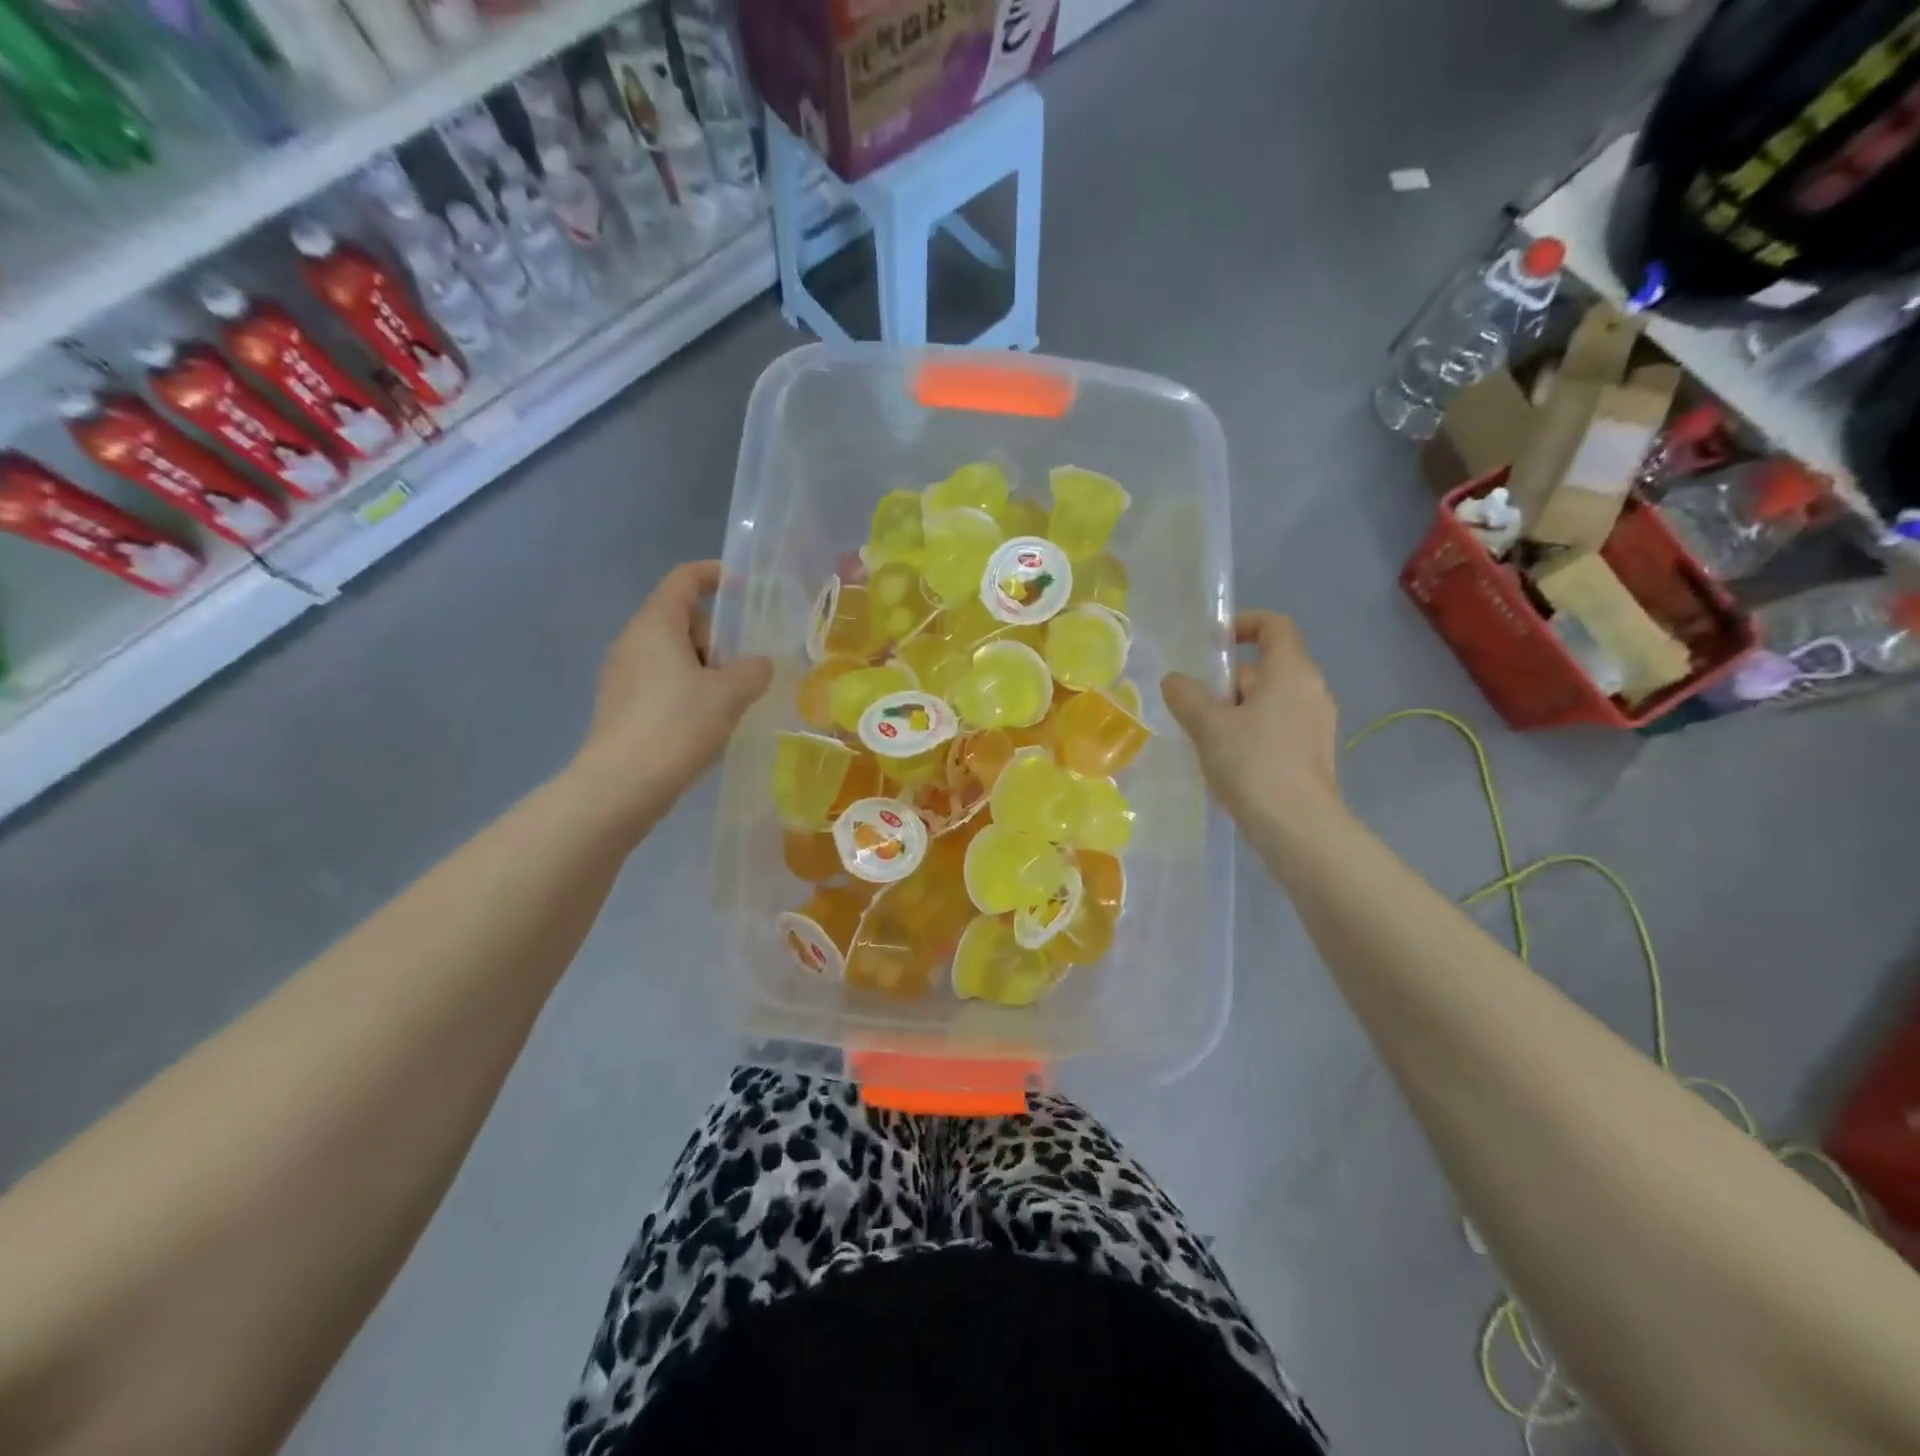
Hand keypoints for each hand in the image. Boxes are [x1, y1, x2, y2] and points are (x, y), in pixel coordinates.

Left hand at [571, 561, 770, 829]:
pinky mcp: (621, 705)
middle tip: (745, 667)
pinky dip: (688, 690)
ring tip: (732, 701)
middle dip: (718, 637)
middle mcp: (633, 641)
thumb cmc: (677, 726)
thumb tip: (758, 665)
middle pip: (682, 620)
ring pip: (673, 654)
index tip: (745, 587)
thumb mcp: (730, 694)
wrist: (622, 784)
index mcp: (655, 625)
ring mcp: (622, 674)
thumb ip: (753, 670)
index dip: (715, 574)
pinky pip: (662, 681)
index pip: (684, 580)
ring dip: (706, 669)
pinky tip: (706, 722)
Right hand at [1161, 611, 1341, 849]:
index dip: (1242, 624)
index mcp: (1292, 672)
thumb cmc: (1254, 764)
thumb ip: (1186, 695)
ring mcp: (1316, 725)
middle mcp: (1312, 691)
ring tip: (1203, 738)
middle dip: (1226, 682)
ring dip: (1234, 712)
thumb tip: (1175, 681)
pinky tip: (1226, 763)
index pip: (1274, 625)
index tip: (1211, 644)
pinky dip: (1250, 734)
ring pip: (1268, 702)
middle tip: (1194, 706)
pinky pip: (1275, 729)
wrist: (1298, 828)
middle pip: (1265, 668)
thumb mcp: (1208, 725)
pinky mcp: (1312, 755)